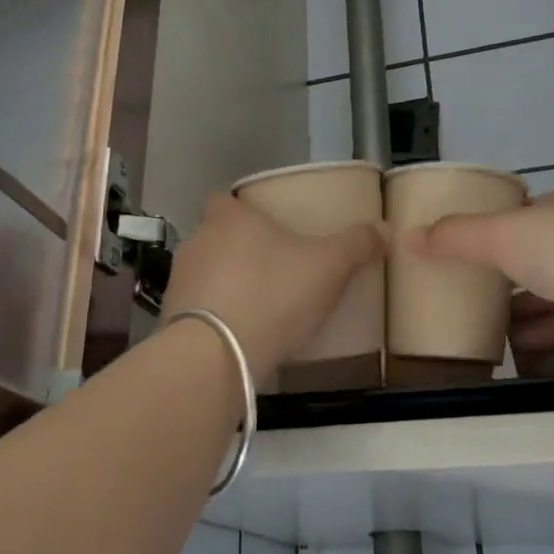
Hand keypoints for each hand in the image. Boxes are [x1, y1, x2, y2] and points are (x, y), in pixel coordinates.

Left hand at [162, 193, 383, 385]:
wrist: (216, 353)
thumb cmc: (273, 294)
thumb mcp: (328, 267)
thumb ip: (356, 245)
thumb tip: (383, 228)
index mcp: (229, 218)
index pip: (224, 199)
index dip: (242, 210)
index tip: (265, 227)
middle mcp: (197, 241)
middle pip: (215, 236)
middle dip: (238, 250)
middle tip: (272, 269)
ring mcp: (179, 280)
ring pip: (204, 273)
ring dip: (224, 285)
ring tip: (257, 307)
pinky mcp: (170, 318)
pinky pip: (196, 309)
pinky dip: (214, 317)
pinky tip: (238, 336)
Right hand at [407, 186, 553, 367]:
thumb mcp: (502, 235)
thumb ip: (455, 237)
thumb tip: (407, 238)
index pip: (525, 214)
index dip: (494, 230)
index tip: (464, 251)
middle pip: (539, 256)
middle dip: (506, 276)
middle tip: (467, 295)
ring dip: (524, 312)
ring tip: (484, 330)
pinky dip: (545, 337)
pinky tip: (516, 353)